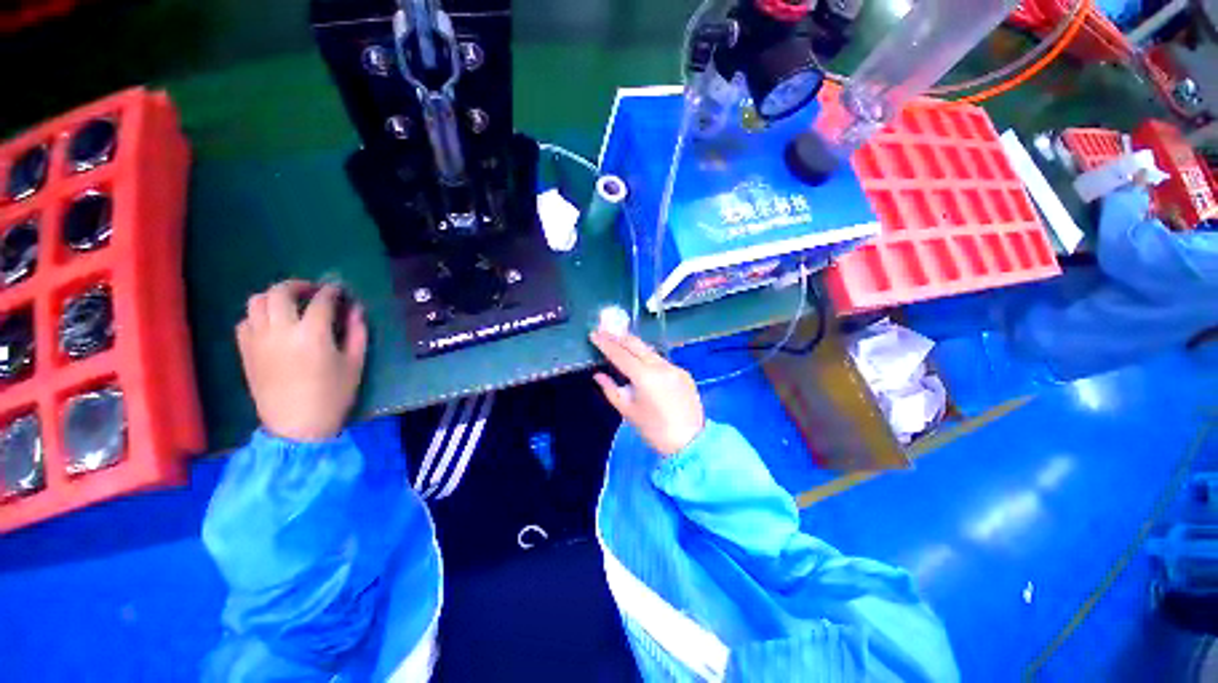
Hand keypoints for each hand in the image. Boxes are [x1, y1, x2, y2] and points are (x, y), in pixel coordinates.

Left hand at [236, 281, 367, 442]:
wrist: (296, 426)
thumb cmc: (333, 395)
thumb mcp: (355, 363)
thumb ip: (357, 332)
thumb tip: (355, 308)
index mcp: (312, 334)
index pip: (321, 300)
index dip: (332, 291)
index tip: (340, 290)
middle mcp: (280, 330)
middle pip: (280, 292)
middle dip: (299, 285)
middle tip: (313, 291)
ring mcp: (258, 340)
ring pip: (256, 301)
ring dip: (275, 296)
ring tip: (290, 305)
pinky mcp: (245, 351)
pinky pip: (246, 321)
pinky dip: (259, 315)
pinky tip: (273, 324)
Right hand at [591, 330, 704, 456]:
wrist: (690, 442)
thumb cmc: (653, 430)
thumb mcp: (627, 411)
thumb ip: (611, 389)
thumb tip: (598, 375)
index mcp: (645, 376)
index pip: (620, 354)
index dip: (605, 343)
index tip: (594, 334)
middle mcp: (661, 366)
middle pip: (636, 344)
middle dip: (619, 337)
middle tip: (605, 332)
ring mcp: (674, 367)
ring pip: (650, 351)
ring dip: (634, 346)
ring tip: (619, 343)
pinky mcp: (683, 373)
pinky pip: (661, 360)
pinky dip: (648, 358)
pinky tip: (641, 361)